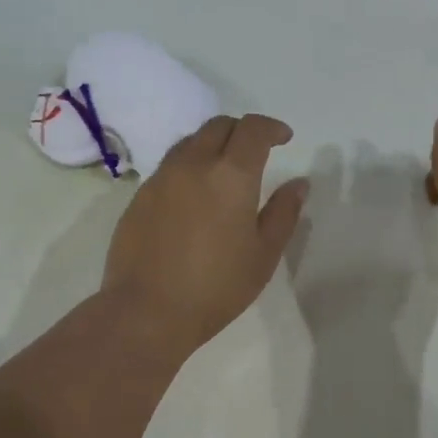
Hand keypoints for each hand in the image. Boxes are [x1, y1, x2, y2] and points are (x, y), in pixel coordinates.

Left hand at [103, 114, 308, 352]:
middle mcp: (192, 165)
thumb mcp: (263, 255)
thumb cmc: (216, 287)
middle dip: (241, 131)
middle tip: (254, 152)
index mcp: (231, 175)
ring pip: (189, 143)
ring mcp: (160, 179)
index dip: (272, 128)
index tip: (284, 138)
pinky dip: (187, 169)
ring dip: (211, 146)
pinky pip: (168, 168)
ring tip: (222, 172)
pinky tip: (193, 198)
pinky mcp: (138, 197)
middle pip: (217, 126)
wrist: (146, 311)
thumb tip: (298, 183)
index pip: (253, 129)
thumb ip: (284, 213)